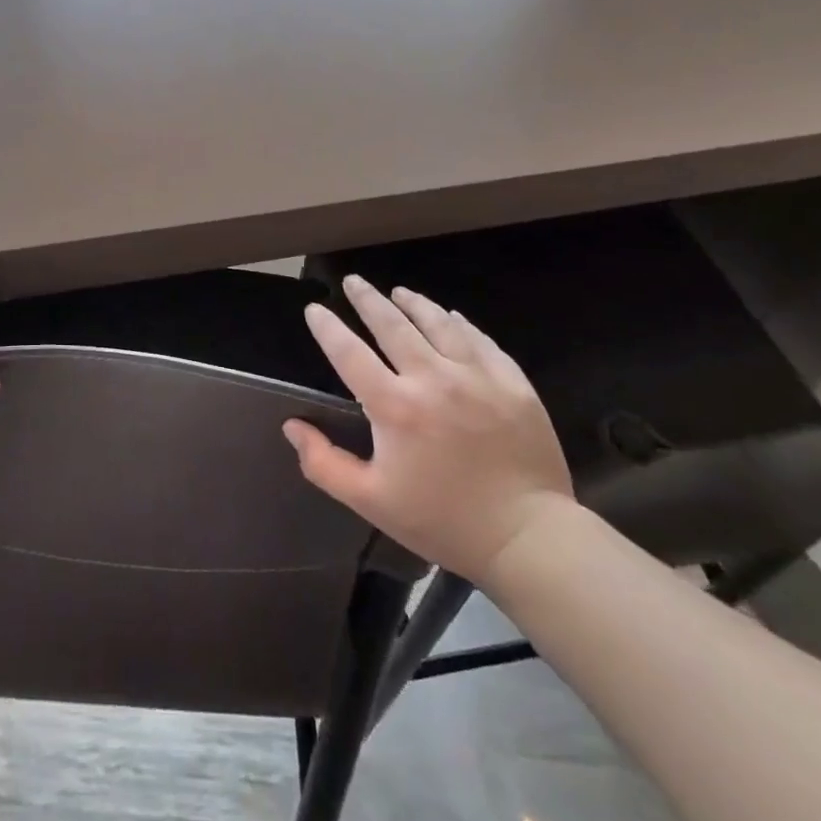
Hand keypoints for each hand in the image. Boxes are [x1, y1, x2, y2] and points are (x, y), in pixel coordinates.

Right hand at [283, 276, 573, 582]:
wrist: (528, 538)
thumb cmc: (442, 521)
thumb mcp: (372, 501)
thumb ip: (325, 464)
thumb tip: (292, 426)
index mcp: (395, 407)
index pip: (349, 353)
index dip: (328, 328)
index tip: (314, 309)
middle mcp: (433, 379)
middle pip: (392, 325)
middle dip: (368, 299)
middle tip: (353, 281)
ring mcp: (477, 376)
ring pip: (438, 323)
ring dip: (414, 303)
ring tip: (399, 292)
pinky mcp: (512, 383)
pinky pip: (480, 340)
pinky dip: (460, 324)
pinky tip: (451, 317)